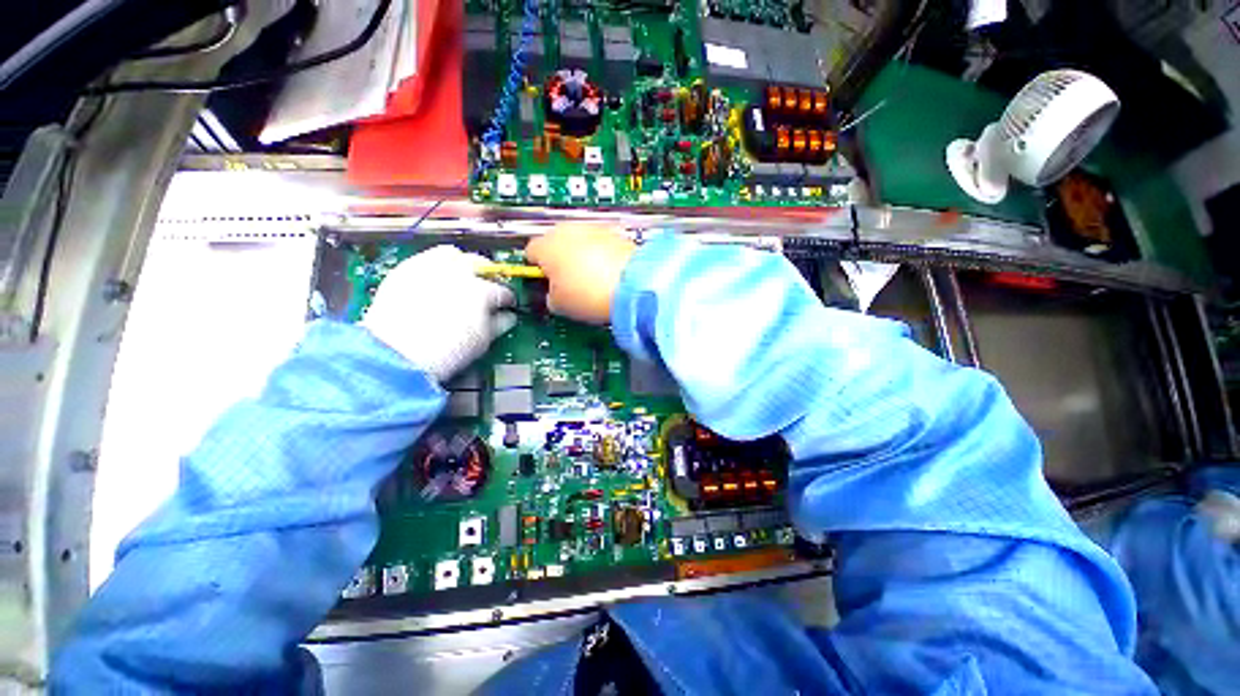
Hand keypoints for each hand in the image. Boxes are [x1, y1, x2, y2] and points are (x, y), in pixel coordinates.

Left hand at [361, 245, 515, 381]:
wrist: (398, 353)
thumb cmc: (447, 351)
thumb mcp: (482, 341)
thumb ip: (499, 324)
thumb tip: (508, 316)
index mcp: (482, 291)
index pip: (503, 291)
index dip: (508, 299)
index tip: (507, 306)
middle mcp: (460, 272)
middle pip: (482, 264)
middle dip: (489, 275)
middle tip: (488, 286)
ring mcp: (432, 267)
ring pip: (454, 254)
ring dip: (463, 262)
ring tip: (463, 274)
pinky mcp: (408, 268)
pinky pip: (427, 256)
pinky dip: (438, 263)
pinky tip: (437, 276)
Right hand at [524, 224, 636, 323]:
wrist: (632, 286)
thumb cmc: (592, 293)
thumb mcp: (558, 304)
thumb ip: (549, 295)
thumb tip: (553, 295)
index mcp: (545, 245)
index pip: (530, 253)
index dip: (536, 270)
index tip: (544, 282)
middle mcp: (567, 230)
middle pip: (554, 244)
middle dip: (558, 261)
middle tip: (567, 284)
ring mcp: (592, 228)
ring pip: (577, 241)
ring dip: (580, 257)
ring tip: (590, 282)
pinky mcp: (614, 233)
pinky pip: (599, 244)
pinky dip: (600, 256)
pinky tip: (606, 275)